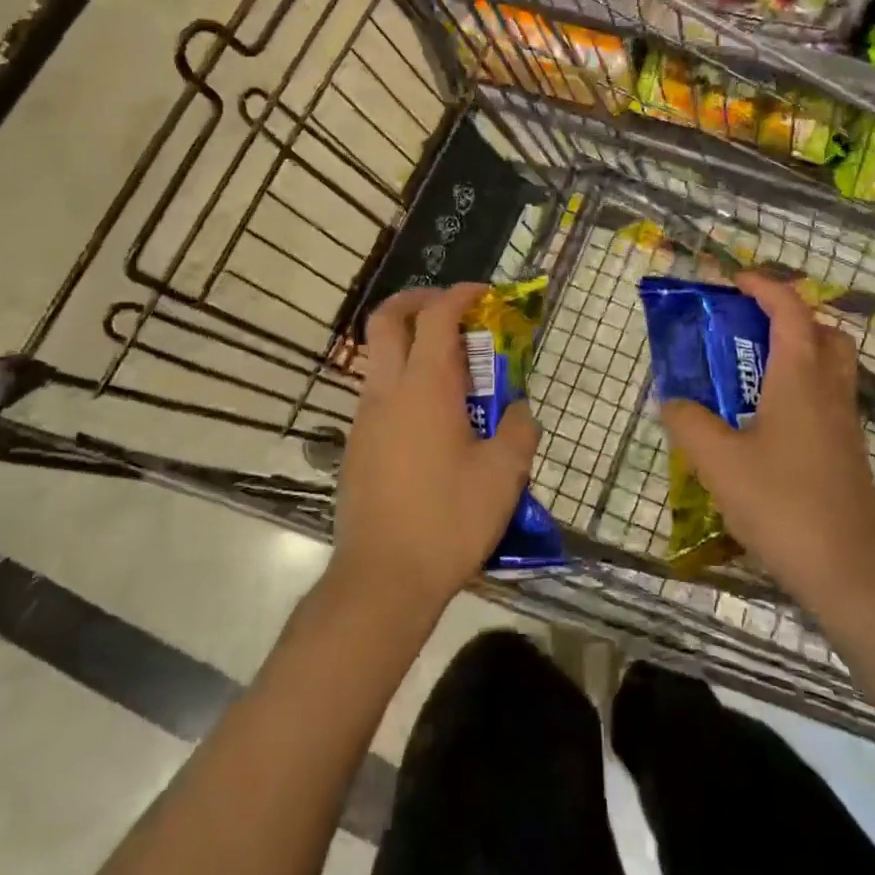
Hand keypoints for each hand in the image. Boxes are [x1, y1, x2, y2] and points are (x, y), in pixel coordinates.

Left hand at [329, 283, 541, 621]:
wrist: (382, 579)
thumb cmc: (448, 520)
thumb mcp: (503, 476)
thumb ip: (518, 430)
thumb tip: (517, 410)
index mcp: (425, 386)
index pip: (437, 315)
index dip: (461, 294)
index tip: (484, 294)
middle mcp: (387, 390)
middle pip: (386, 319)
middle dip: (416, 301)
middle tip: (448, 310)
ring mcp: (365, 418)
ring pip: (379, 357)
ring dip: (410, 345)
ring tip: (451, 374)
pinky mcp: (356, 446)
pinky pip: (378, 394)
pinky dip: (403, 383)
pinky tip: (432, 422)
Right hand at [659, 272, 874, 627]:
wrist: (848, 572)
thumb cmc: (781, 503)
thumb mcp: (717, 460)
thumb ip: (687, 421)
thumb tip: (672, 401)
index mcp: (800, 378)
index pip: (790, 310)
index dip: (764, 287)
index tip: (733, 281)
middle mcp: (829, 391)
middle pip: (824, 333)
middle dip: (790, 318)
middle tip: (750, 329)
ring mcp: (844, 424)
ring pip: (830, 367)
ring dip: (797, 354)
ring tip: (751, 374)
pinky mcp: (847, 454)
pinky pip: (826, 400)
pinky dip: (800, 390)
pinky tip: (765, 424)